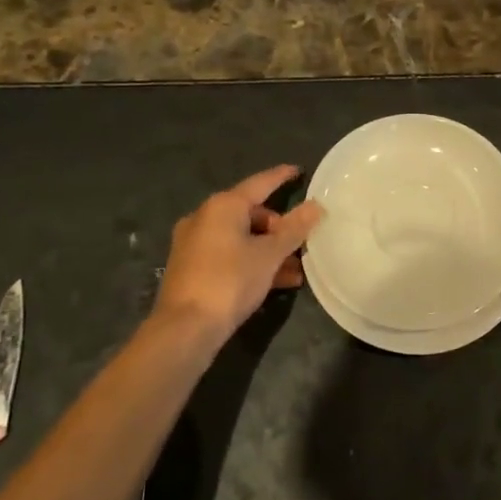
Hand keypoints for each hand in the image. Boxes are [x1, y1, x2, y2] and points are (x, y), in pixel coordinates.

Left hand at [154, 166, 322, 347]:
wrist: (185, 329)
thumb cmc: (230, 281)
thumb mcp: (269, 255)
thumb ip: (294, 228)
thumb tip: (315, 206)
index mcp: (223, 206)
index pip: (259, 183)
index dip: (281, 177)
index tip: (299, 170)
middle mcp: (204, 217)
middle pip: (250, 213)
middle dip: (279, 227)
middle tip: (301, 242)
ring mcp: (194, 243)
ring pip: (241, 238)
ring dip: (268, 250)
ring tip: (296, 270)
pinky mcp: (190, 267)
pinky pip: (229, 255)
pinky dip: (251, 262)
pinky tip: (276, 282)